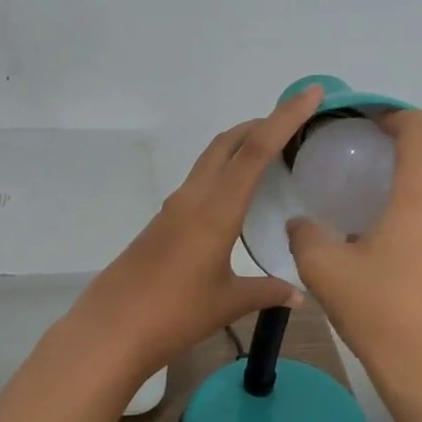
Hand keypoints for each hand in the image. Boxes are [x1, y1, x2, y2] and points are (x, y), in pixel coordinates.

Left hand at [69, 85, 323, 378]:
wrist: (111, 329)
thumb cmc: (174, 313)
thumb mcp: (228, 303)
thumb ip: (266, 292)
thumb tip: (299, 295)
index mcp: (216, 209)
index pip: (256, 150)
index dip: (285, 118)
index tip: (310, 93)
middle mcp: (193, 197)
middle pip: (228, 143)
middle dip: (261, 124)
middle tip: (294, 124)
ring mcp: (174, 208)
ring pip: (210, 160)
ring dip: (239, 148)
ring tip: (272, 157)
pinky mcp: (163, 223)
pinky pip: (200, 183)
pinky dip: (224, 173)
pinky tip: (237, 198)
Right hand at [286, 109, 421, 393]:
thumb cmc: (382, 313)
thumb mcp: (325, 272)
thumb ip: (305, 237)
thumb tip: (299, 223)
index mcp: (420, 197)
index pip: (420, 130)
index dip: (395, 116)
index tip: (369, 124)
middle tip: (389, 160)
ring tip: (399, 197)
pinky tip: (407, 242)